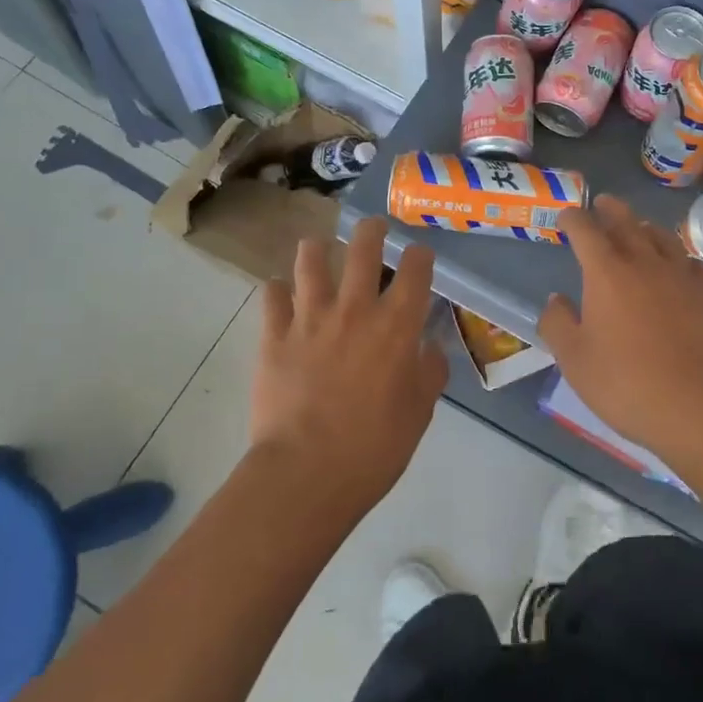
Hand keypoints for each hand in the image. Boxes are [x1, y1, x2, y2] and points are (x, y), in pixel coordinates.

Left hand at [250, 217, 447, 521]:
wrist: (307, 473)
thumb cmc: (374, 448)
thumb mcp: (419, 413)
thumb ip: (429, 372)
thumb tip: (430, 347)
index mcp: (396, 326)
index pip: (416, 270)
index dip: (420, 255)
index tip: (420, 255)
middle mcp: (355, 309)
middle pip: (363, 248)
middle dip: (372, 230)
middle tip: (374, 228)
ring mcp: (310, 318)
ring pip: (311, 260)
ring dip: (317, 248)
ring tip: (319, 247)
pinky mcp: (274, 336)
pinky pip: (272, 296)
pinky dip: (278, 289)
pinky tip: (281, 291)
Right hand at [539, 195, 702, 469]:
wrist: (702, 408)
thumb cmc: (628, 385)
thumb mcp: (574, 361)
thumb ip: (558, 324)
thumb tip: (556, 300)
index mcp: (606, 272)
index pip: (584, 230)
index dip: (572, 218)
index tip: (566, 217)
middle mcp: (646, 261)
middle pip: (626, 222)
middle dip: (610, 210)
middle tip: (603, 203)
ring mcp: (684, 274)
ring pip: (662, 237)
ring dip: (645, 229)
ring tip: (640, 230)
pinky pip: (692, 263)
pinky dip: (678, 260)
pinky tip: (678, 271)